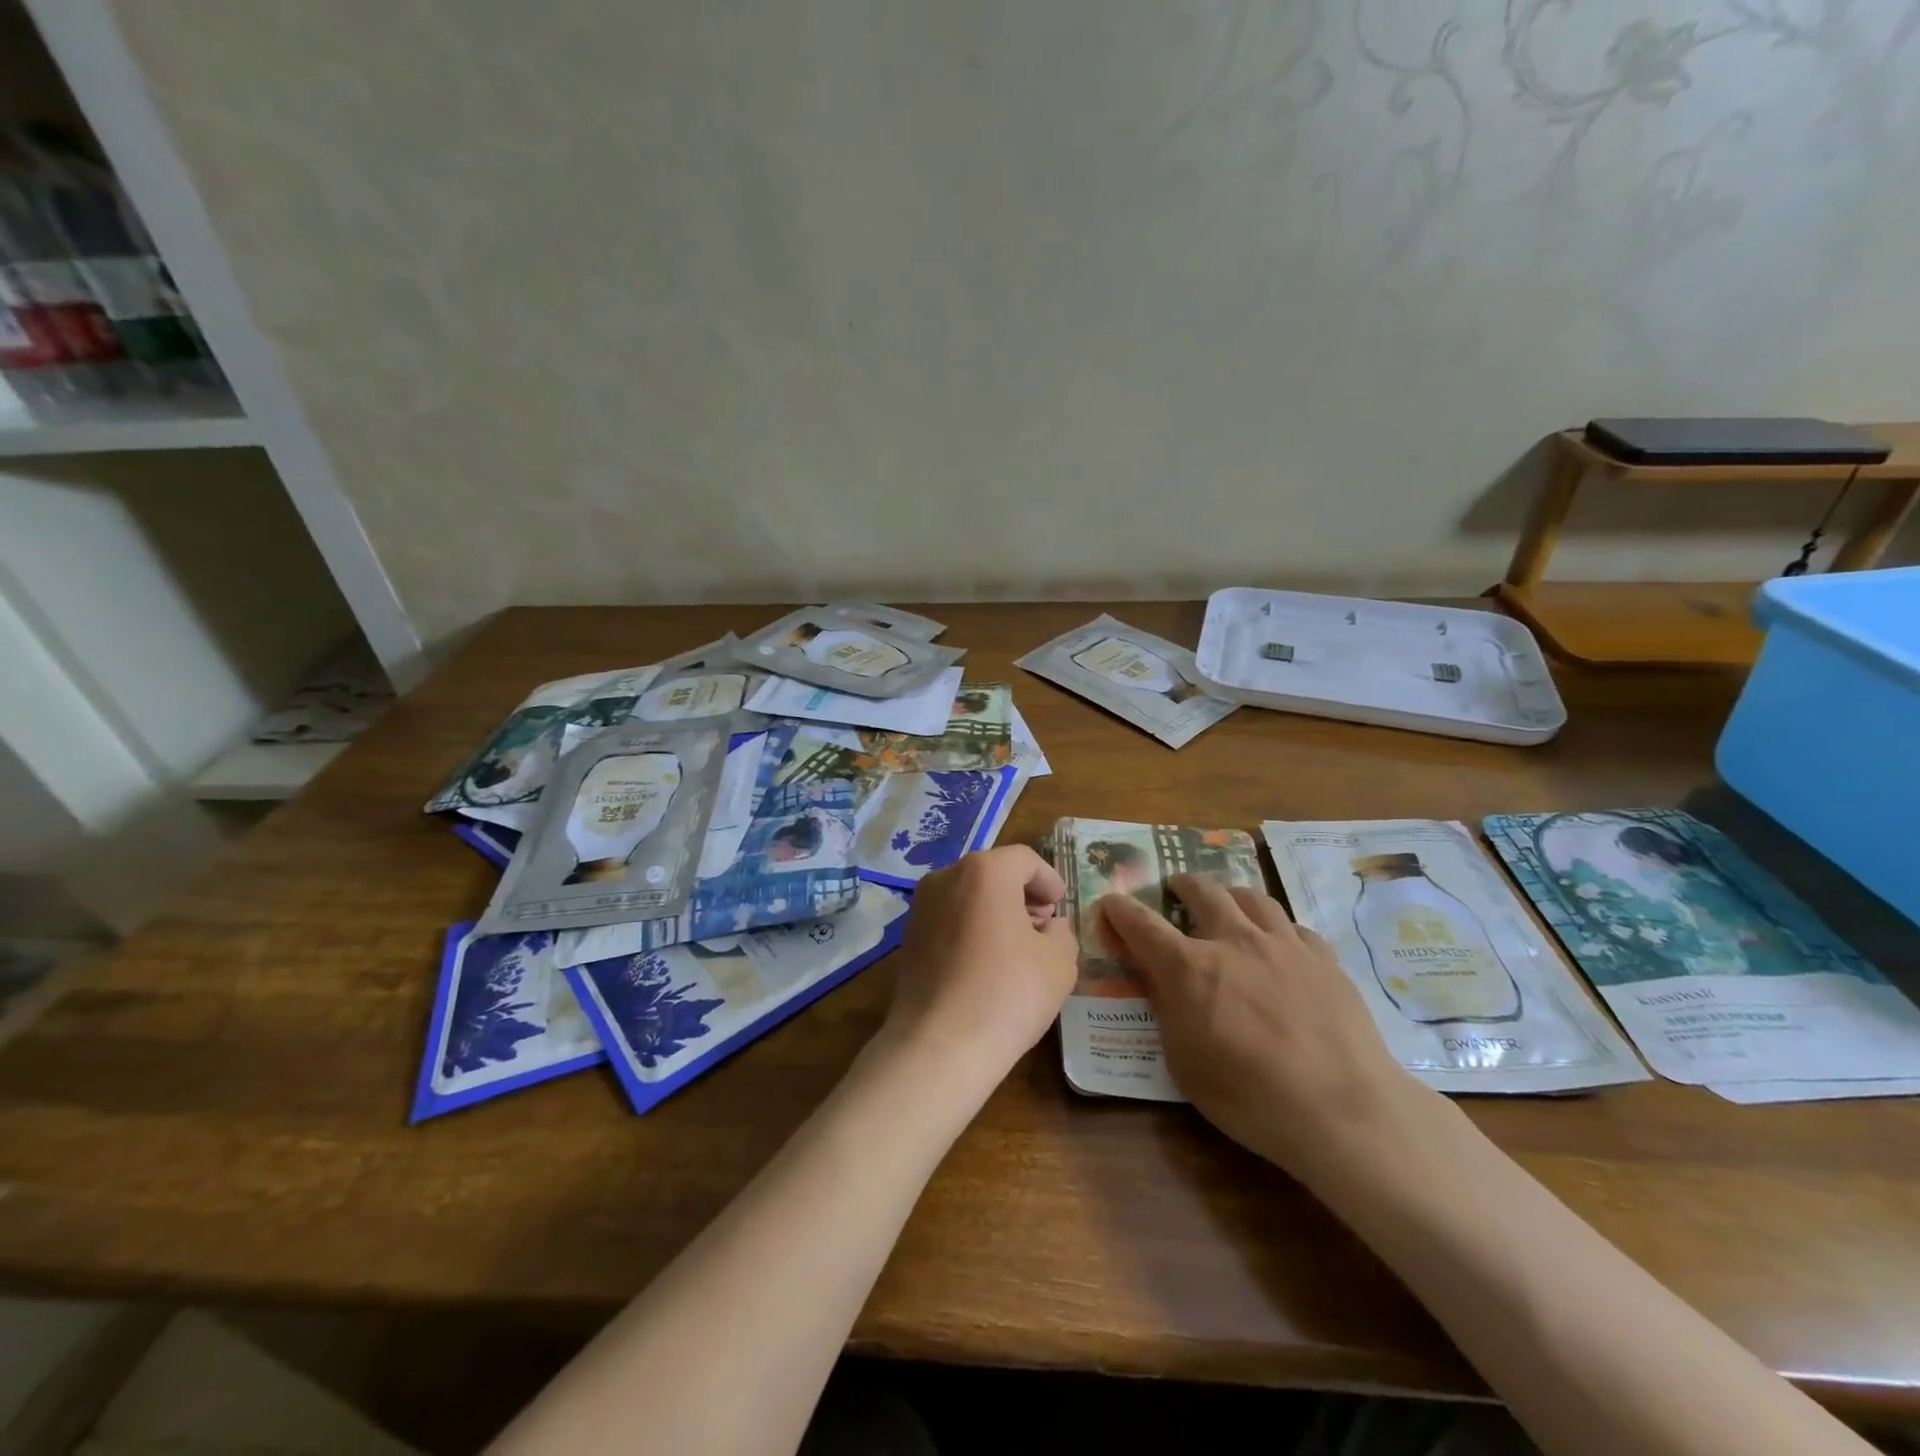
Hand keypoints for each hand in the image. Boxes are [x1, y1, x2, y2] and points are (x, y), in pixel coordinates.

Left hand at [884, 846, 1078, 1081]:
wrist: (938, 1045)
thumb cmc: (1007, 993)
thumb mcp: (1059, 962)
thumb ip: (1062, 933)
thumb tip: (1049, 927)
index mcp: (984, 870)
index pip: (1025, 860)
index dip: (1049, 880)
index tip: (1061, 907)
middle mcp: (946, 876)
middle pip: (993, 873)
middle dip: (1022, 894)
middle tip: (1044, 925)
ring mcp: (921, 906)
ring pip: (968, 895)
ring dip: (995, 911)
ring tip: (1017, 948)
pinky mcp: (908, 937)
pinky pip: (949, 919)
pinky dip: (971, 929)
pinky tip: (986, 964)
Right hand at [1099, 876, 1433, 1181]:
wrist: (1344, 1109)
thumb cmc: (1251, 1097)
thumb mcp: (1185, 1063)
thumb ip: (1167, 1011)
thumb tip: (1158, 981)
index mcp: (1190, 968)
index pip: (1142, 925)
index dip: (1121, 910)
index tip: (1111, 901)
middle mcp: (1233, 941)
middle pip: (1202, 891)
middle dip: (1182, 885)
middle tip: (1176, 887)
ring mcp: (1283, 944)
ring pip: (1251, 897)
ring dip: (1230, 894)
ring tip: (1228, 902)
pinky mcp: (1324, 958)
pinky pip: (1293, 926)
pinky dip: (1277, 927)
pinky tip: (1280, 943)